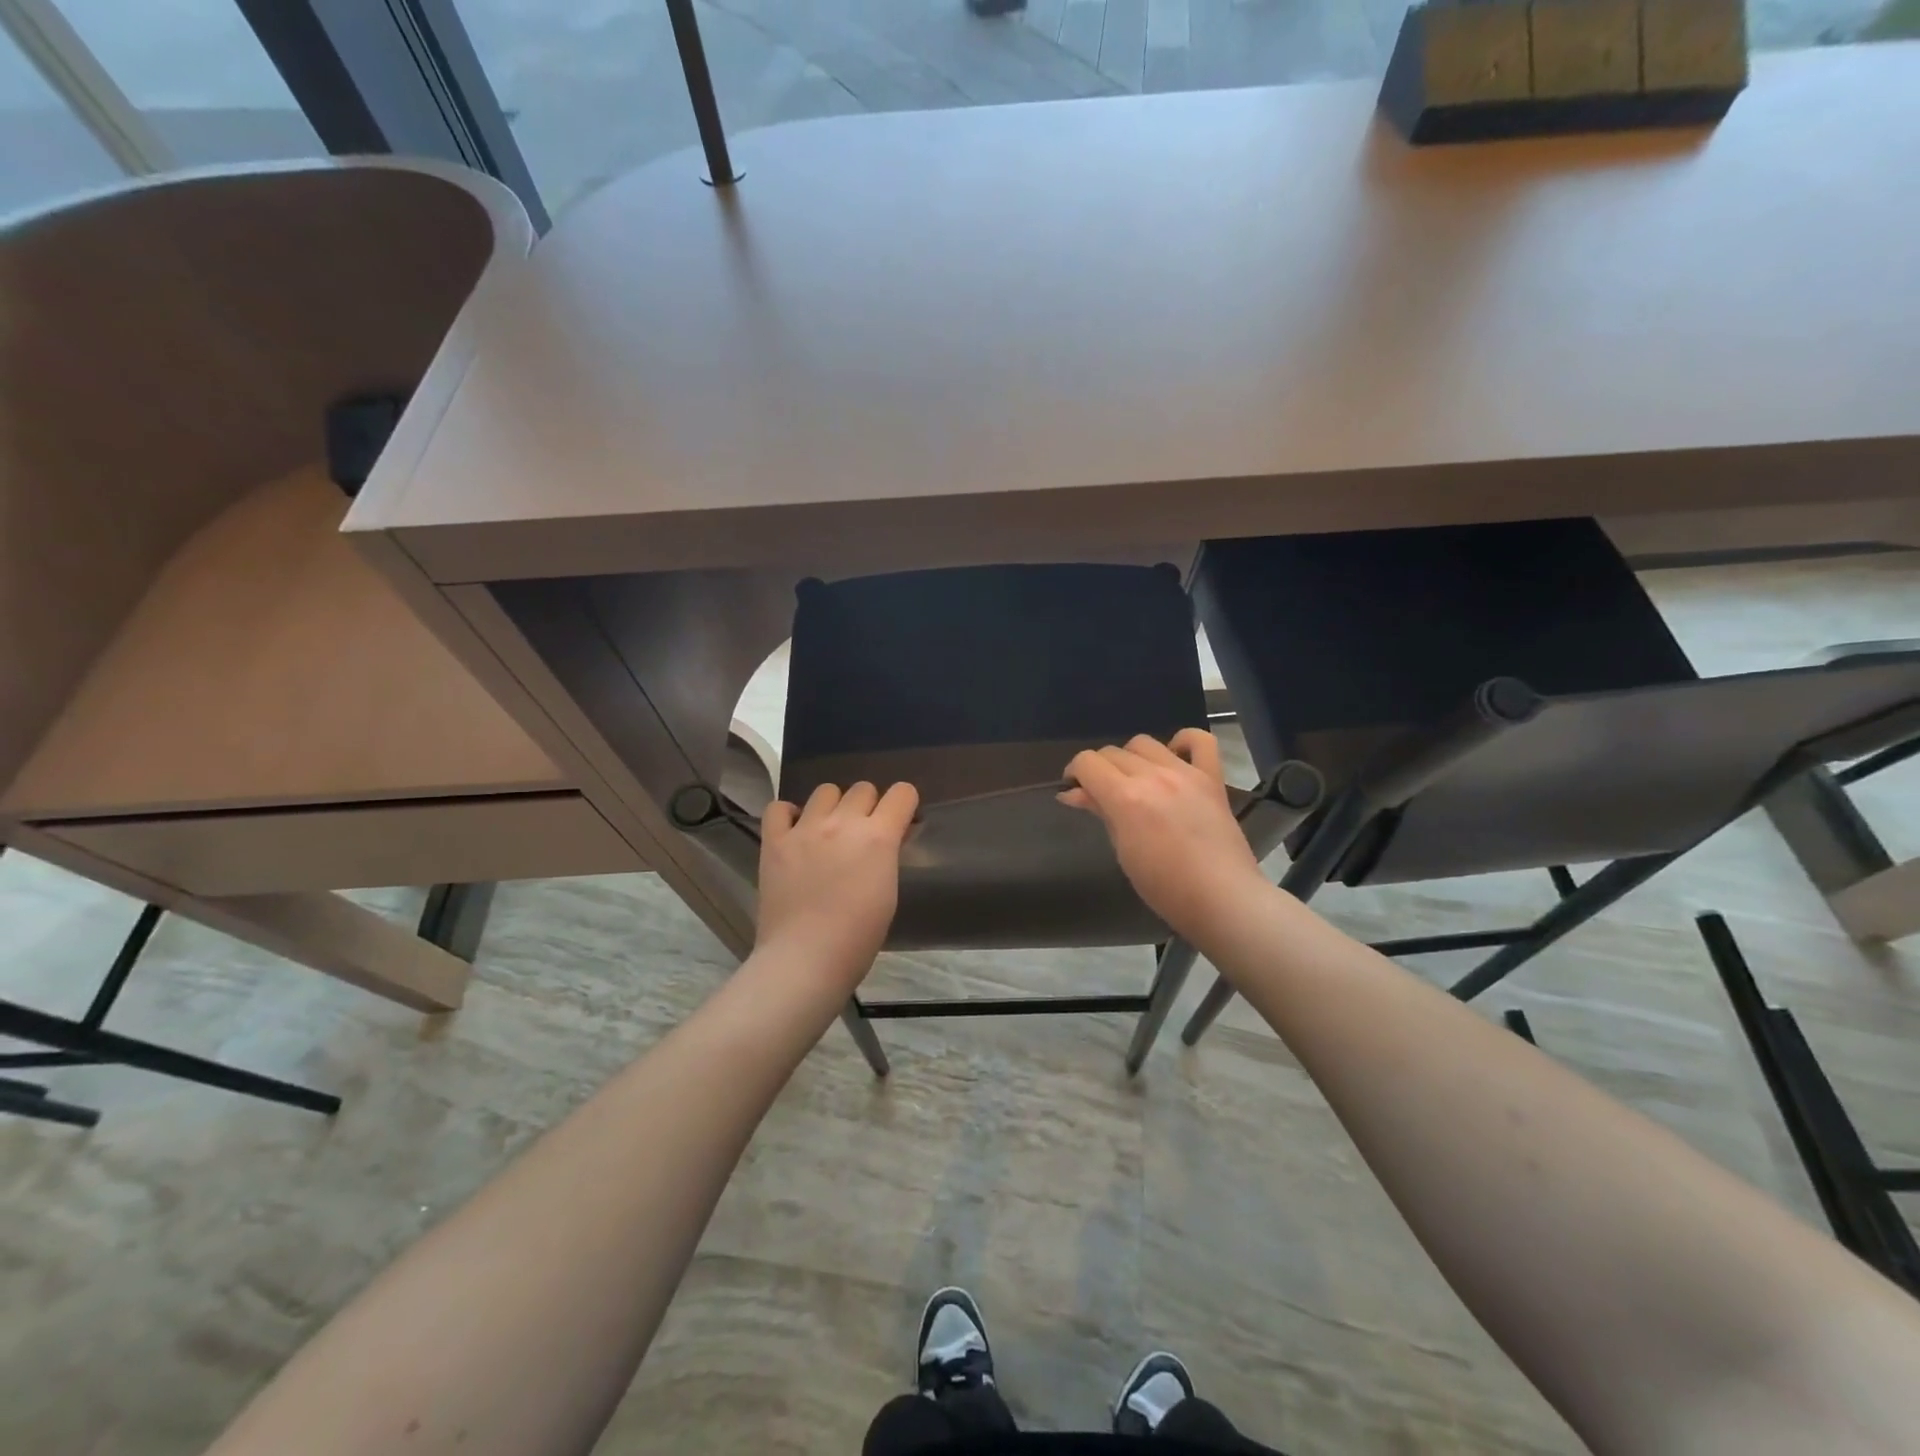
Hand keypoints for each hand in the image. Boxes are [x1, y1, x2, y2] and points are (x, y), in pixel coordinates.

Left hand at [757, 781, 918, 990]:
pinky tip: (795, 832)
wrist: (805, 958)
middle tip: (863, 834)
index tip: (900, 821)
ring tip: (828, 832)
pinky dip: (789, 815)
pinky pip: (779, 808)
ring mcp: (805, 829)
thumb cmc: (858, 937)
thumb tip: (888, 836)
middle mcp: (843, 822)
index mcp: (878, 836)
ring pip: (825, 790)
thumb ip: (888, 855)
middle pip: (863, 788)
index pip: (902, 793)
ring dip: (833, 806)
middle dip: (869, 806)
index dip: (904, 804)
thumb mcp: (889, 892)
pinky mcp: (774, 841)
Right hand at [1060, 730, 1267, 938]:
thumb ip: (1101, 812)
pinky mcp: (1211, 778)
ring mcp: (1185, 773)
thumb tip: (1073, 793)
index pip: (1087, 763)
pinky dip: (1183, 742)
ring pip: (1144, 743)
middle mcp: (1153, 776)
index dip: (1075, 772)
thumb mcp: (1122, 851)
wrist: (1223, 899)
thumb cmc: (1165, 887)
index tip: (1074, 790)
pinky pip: (1200, 740)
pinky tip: (1173, 759)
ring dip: (1131, 758)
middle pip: (1112, 752)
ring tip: (1135, 781)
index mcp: (1126, 798)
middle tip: (1102, 794)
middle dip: (1099, 770)